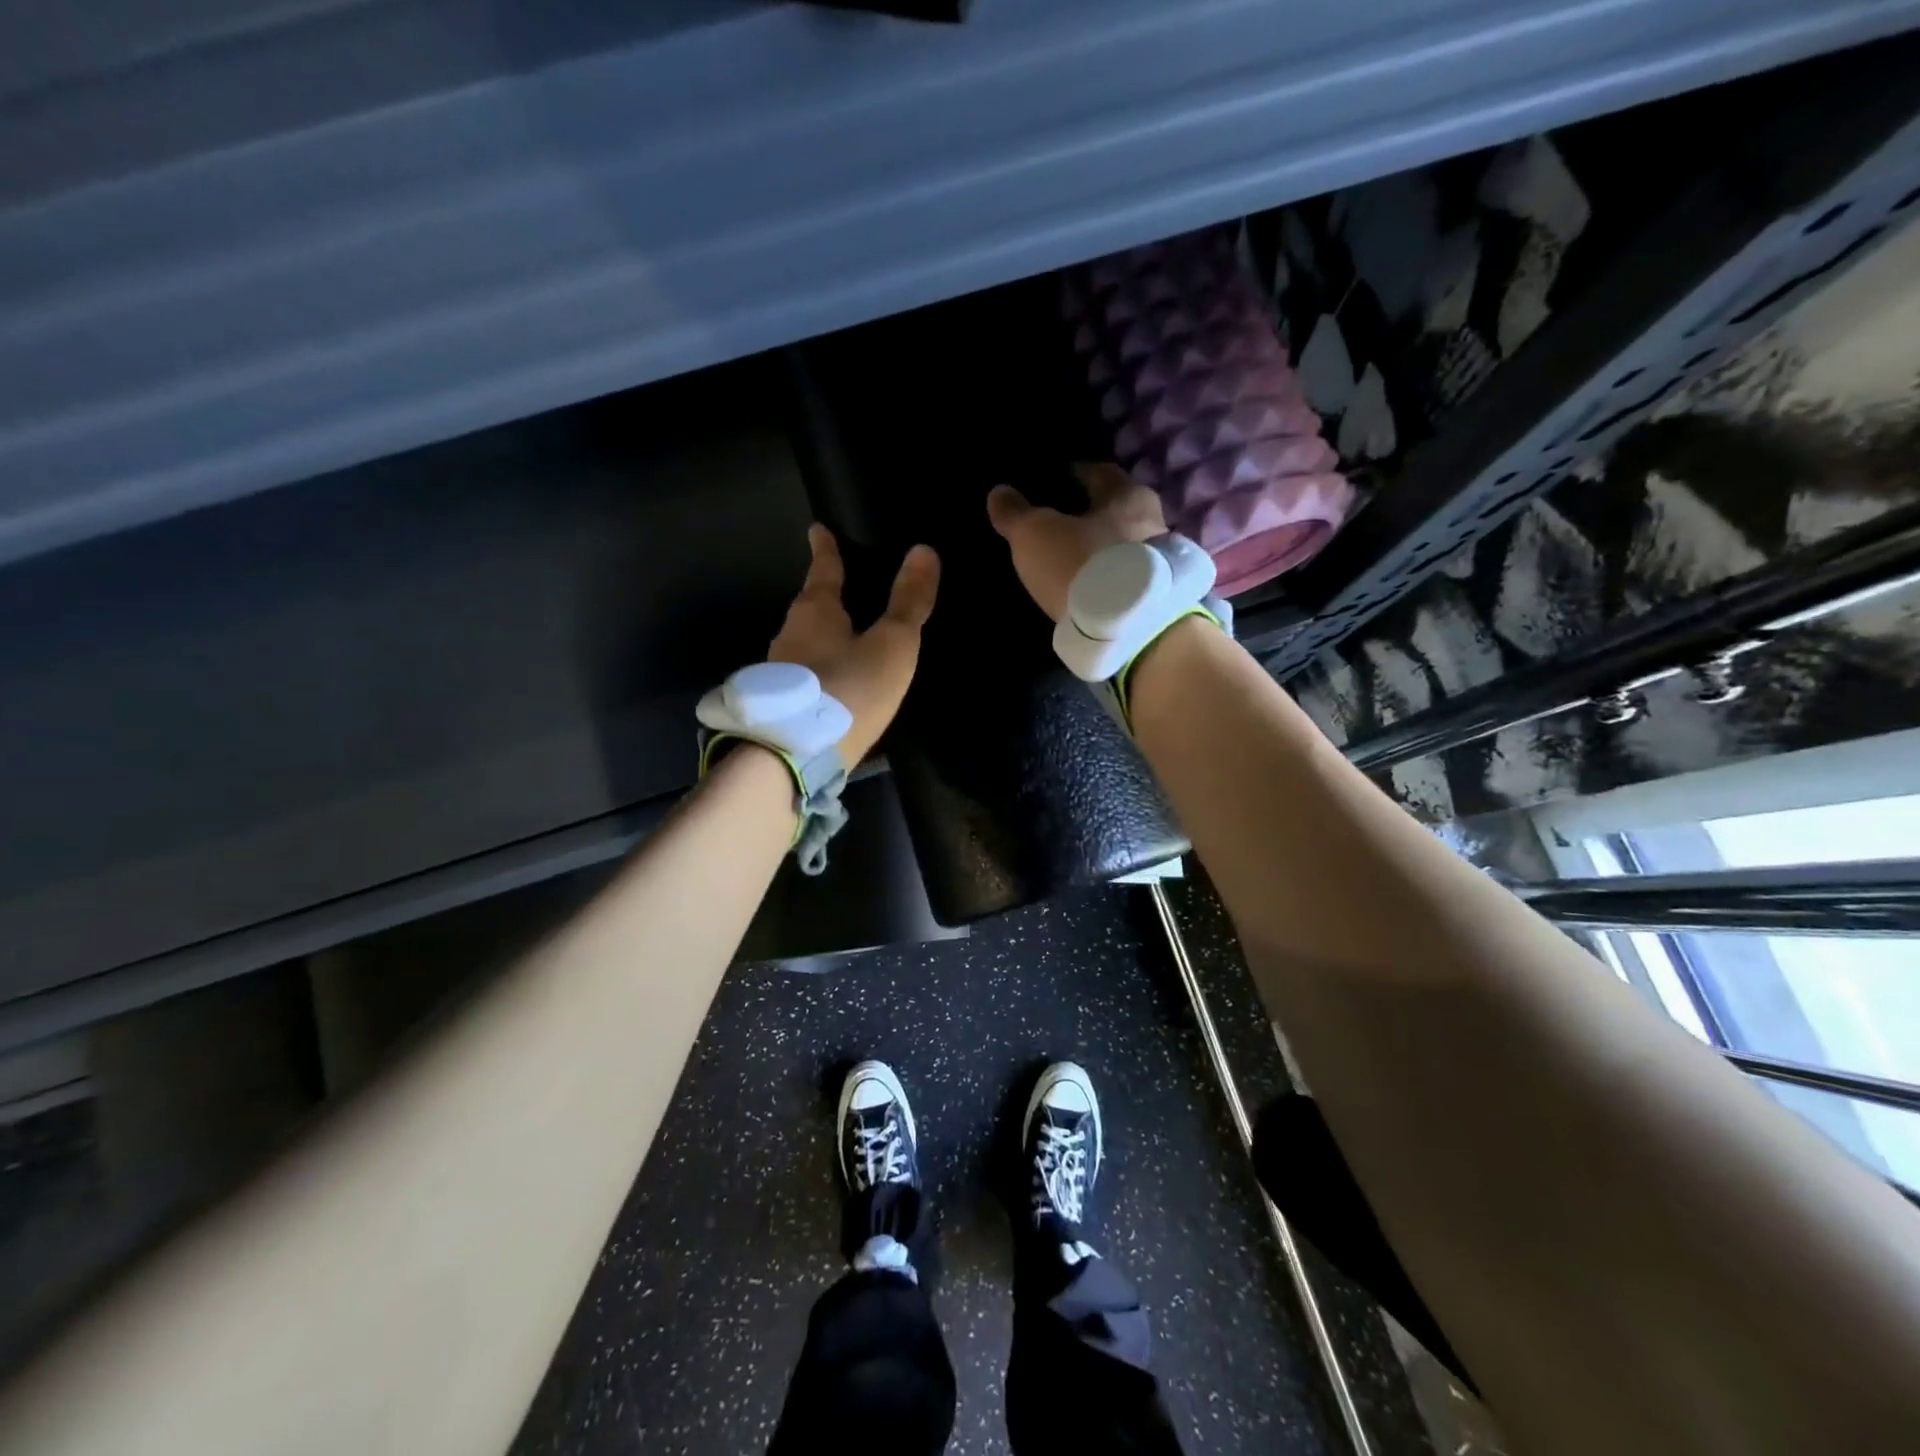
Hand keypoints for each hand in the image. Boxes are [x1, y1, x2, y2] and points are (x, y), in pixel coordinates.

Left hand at [768, 525, 939, 766]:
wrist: (796, 754)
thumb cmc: (850, 689)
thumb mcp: (892, 645)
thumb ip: (908, 602)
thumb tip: (924, 550)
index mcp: (815, 611)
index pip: (823, 570)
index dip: (825, 550)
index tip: (817, 529)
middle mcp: (790, 634)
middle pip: (809, 606)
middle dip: (822, 595)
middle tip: (837, 585)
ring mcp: (780, 670)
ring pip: (803, 640)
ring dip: (819, 633)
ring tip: (840, 634)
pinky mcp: (781, 703)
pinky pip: (802, 672)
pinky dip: (817, 666)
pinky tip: (831, 680)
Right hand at [985, 463, 1166, 622]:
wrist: (1130, 628)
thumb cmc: (1083, 563)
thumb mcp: (1036, 534)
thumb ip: (1016, 513)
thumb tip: (998, 493)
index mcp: (1127, 494)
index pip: (1100, 473)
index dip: (1076, 475)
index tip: (1056, 481)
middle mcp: (1152, 521)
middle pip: (1116, 510)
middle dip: (1091, 514)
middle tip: (1062, 523)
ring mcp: (1160, 562)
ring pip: (1124, 545)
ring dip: (1101, 549)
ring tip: (1072, 559)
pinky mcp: (1156, 597)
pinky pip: (1128, 578)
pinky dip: (1109, 577)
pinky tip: (1088, 587)